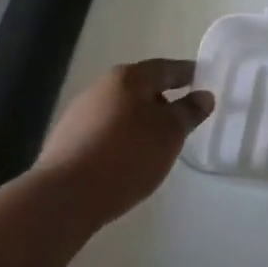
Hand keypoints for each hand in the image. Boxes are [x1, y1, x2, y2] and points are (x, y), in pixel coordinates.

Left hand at [38, 60, 213, 228]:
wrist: (64, 198)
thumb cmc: (126, 155)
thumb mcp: (170, 133)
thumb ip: (189, 112)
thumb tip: (204, 96)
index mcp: (128, 77)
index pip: (166, 68)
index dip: (188, 73)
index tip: (204, 81)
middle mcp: (101, 88)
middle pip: (141, 88)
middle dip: (163, 100)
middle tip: (183, 118)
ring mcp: (79, 115)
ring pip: (121, 111)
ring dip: (141, 122)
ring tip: (157, 144)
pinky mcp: (66, 143)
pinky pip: (104, 133)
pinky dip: (122, 140)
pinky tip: (128, 161)